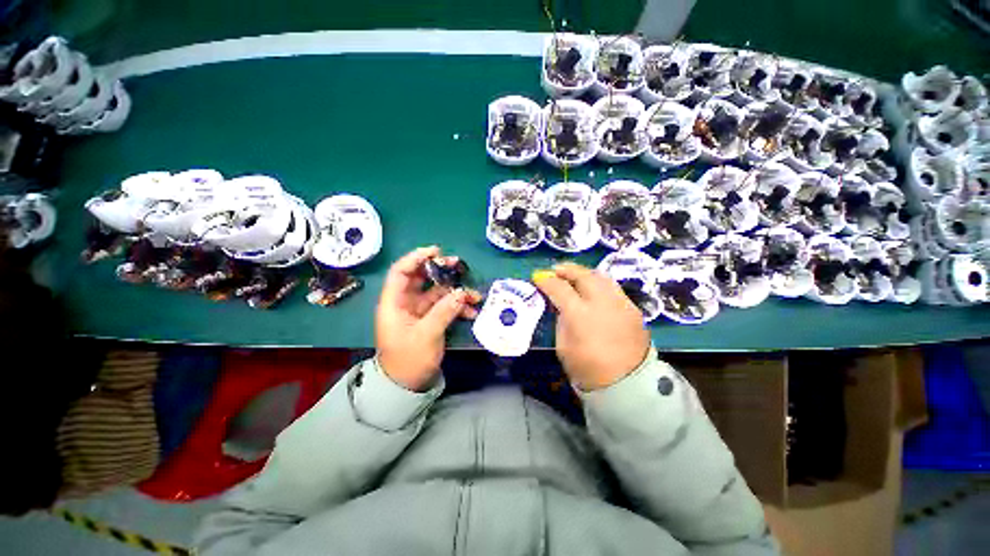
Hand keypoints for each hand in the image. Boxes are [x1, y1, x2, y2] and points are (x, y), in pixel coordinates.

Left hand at [376, 246, 480, 390]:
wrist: (407, 386)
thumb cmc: (409, 360)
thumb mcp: (426, 335)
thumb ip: (444, 311)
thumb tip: (461, 292)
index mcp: (394, 303)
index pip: (400, 271)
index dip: (416, 258)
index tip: (436, 252)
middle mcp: (405, 303)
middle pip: (421, 278)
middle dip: (440, 271)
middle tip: (458, 266)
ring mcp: (419, 311)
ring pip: (437, 292)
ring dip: (455, 291)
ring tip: (474, 293)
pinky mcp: (430, 320)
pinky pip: (444, 307)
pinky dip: (457, 307)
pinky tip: (472, 311)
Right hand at [533, 262, 649, 390]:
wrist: (628, 384)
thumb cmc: (588, 369)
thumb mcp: (563, 345)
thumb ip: (561, 320)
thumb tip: (561, 305)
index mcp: (580, 315)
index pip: (560, 288)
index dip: (546, 281)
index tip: (538, 277)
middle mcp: (602, 303)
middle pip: (583, 275)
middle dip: (567, 269)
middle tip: (556, 270)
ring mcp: (621, 303)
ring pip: (601, 277)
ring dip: (584, 273)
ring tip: (574, 275)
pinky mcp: (633, 308)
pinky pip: (613, 288)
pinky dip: (599, 283)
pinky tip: (593, 290)